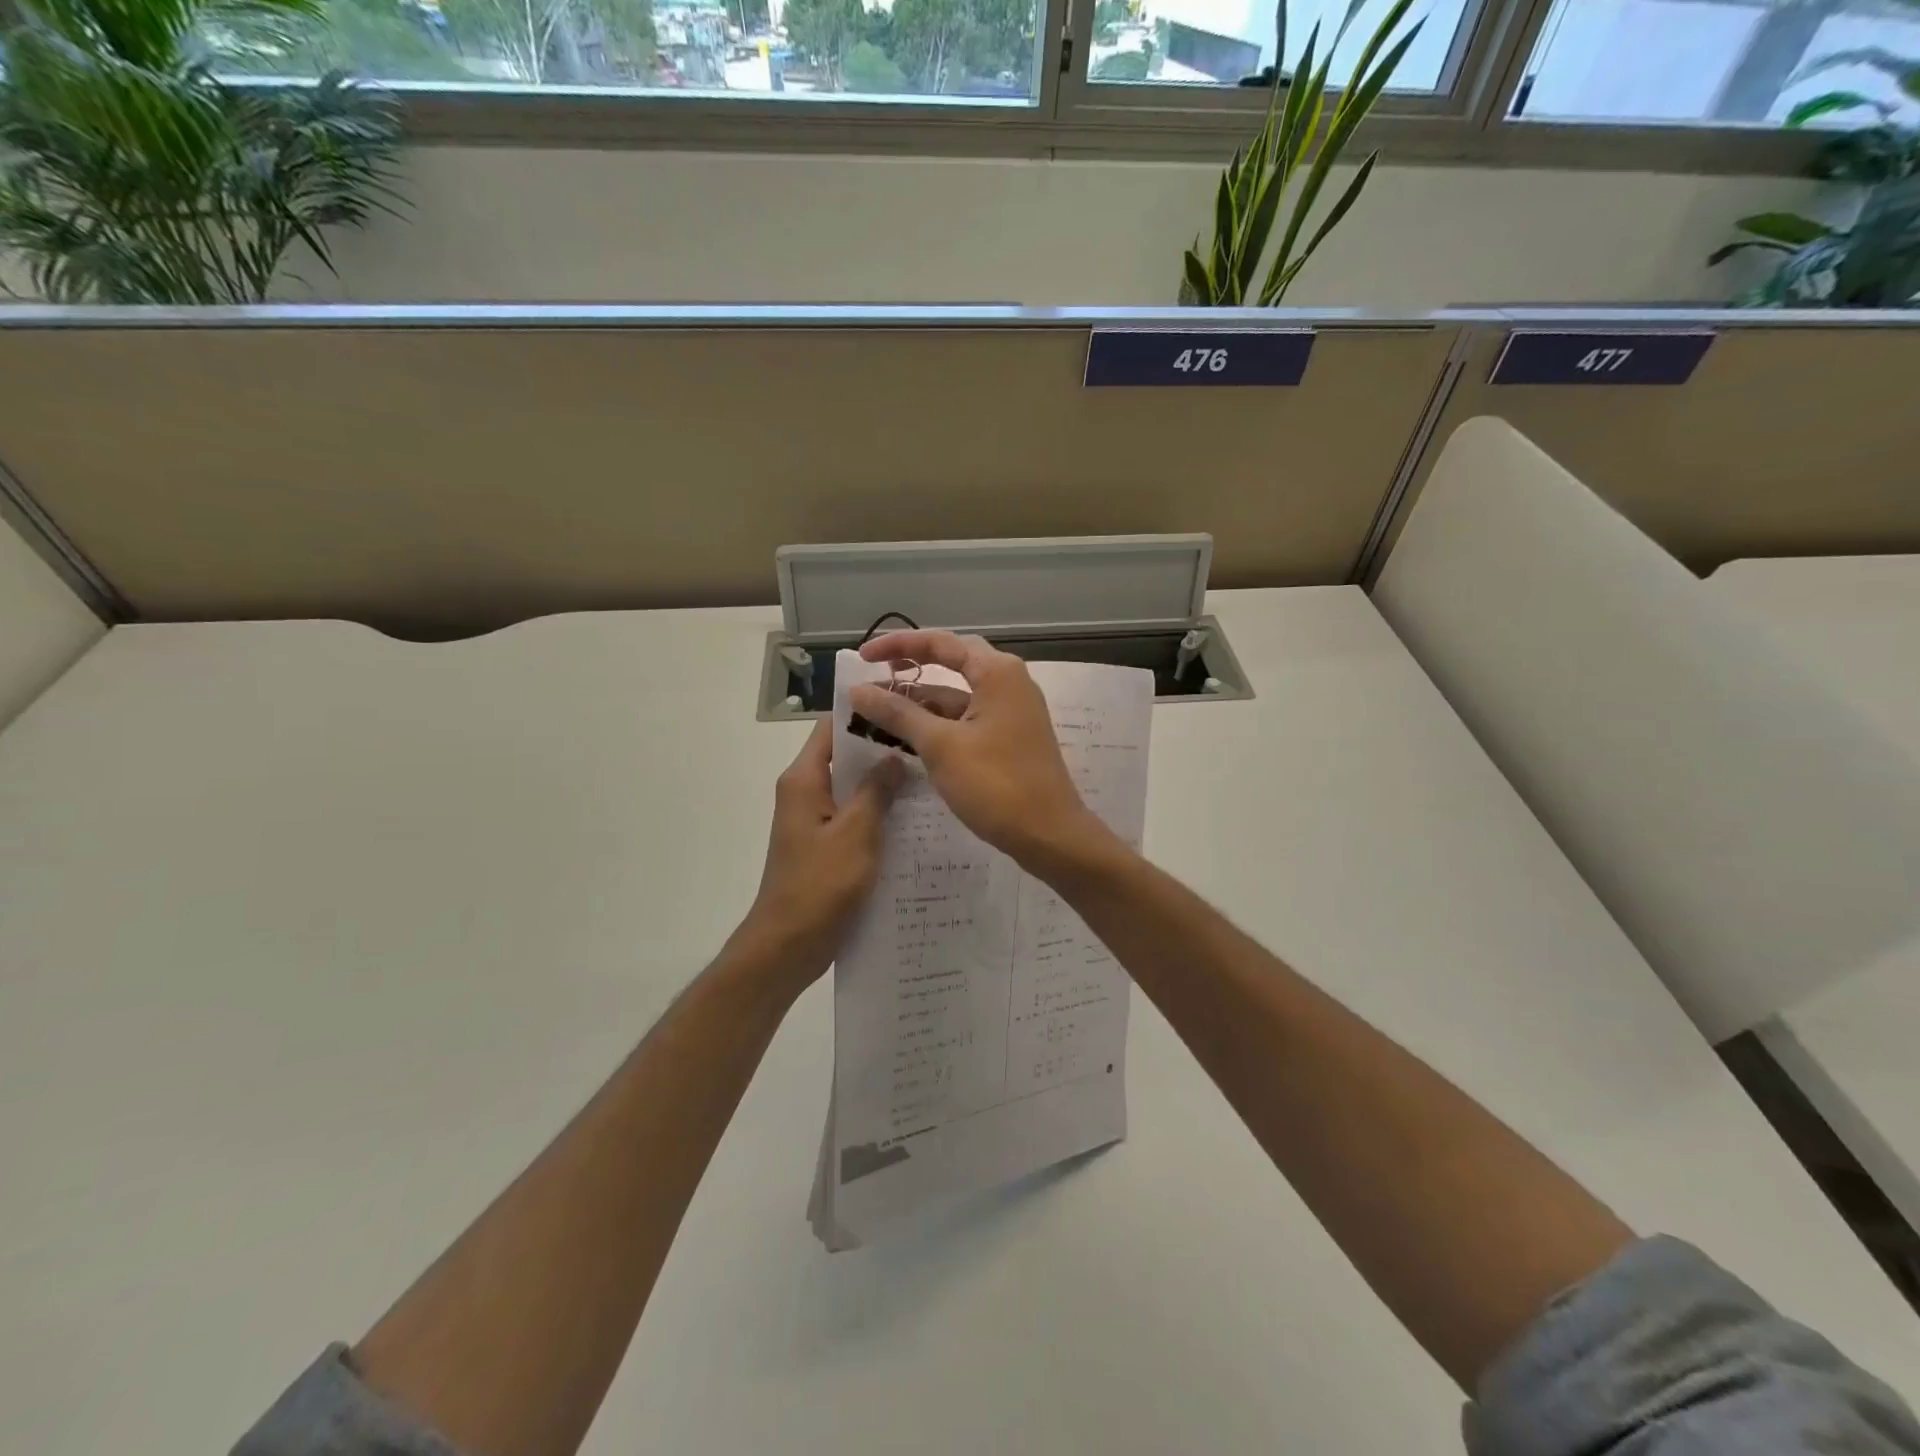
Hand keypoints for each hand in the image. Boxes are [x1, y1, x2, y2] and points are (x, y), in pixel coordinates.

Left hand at [739, 720, 902, 987]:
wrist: (788, 944)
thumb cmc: (819, 884)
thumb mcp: (855, 833)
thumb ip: (875, 791)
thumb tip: (893, 756)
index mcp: (805, 781)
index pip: (832, 729)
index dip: (864, 714)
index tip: (904, 707)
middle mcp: (806, 793)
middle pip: (845, 756)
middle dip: (883, 749)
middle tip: (928, 742)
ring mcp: (815, 820)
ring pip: (853, 788)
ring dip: (885, 783)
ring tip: (930, 774)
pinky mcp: (825, 845)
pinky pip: (854, 816)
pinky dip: (879, 812)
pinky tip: (915, 818)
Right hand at [848, 630, 1112, 872]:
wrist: (1049, 835)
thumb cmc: (996, 784)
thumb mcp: (940, 746)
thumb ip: (899, 714)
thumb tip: (858, 691)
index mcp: (997, 673)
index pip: (940, 643)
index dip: (898, 645)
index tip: (862, 658)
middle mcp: (1008, 683)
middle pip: (950, 664)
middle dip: (909, 670)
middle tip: (872, 677)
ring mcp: (1010, 712)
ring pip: (956, 697)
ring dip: (919, 703)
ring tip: (875, 715)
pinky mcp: (1008, 739)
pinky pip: (966, 720)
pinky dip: (936, 725)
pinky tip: (906, 739)